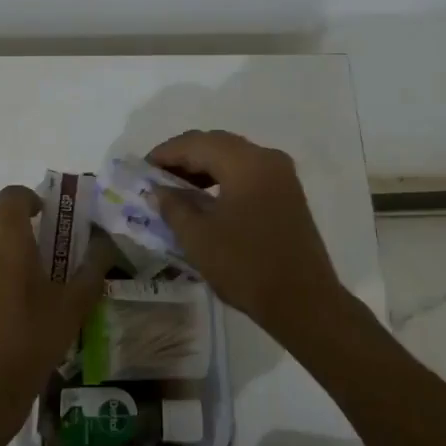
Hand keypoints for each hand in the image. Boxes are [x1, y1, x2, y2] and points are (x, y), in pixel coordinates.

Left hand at [0, 185, 110, 445]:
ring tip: (15, 277)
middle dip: (11, 220)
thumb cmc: (29, 344)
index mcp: (6, 237)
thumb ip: (92, 270)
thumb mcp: (72, 308)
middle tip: (36, 245)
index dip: (30, 199)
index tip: (47, 217)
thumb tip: (105, 245)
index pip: (13, 195)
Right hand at [147, 131, 345, 338]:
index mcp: (246, 162)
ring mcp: (282, 176)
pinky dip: (223, 179)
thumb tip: (159, 190)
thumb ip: (174, 206)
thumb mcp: (199, 237)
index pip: (197, 143)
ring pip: (234, 157)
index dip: (165, 153)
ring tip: (176, 190)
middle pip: (217, 144)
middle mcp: (267, 159)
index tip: (141, 169)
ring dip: (203, 168)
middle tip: (156, 177)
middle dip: (184, 157)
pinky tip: (206, 199)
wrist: (304, 302)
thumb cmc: (246, 266)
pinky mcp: (288, 194)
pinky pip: (248, 173)